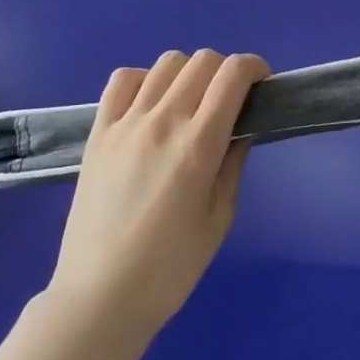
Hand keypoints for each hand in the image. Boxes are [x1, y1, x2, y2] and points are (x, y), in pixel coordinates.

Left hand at [49, 50, 267, 333]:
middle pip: (202, 61)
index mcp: (199, 145)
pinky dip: (144, 79)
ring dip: (188, 73)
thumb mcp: (219, 219)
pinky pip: (122, 79)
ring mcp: (127, 123)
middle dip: (225, 71)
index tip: (260, 84)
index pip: (232, 75)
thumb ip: (233, 164)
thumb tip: (242, 128)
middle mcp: (163, 121)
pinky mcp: (99, 132)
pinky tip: (150, 105)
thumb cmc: (170, 269)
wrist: (99, 298)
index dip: (254, 67)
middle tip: (229, 101)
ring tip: (189, 103)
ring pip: (166, 63)